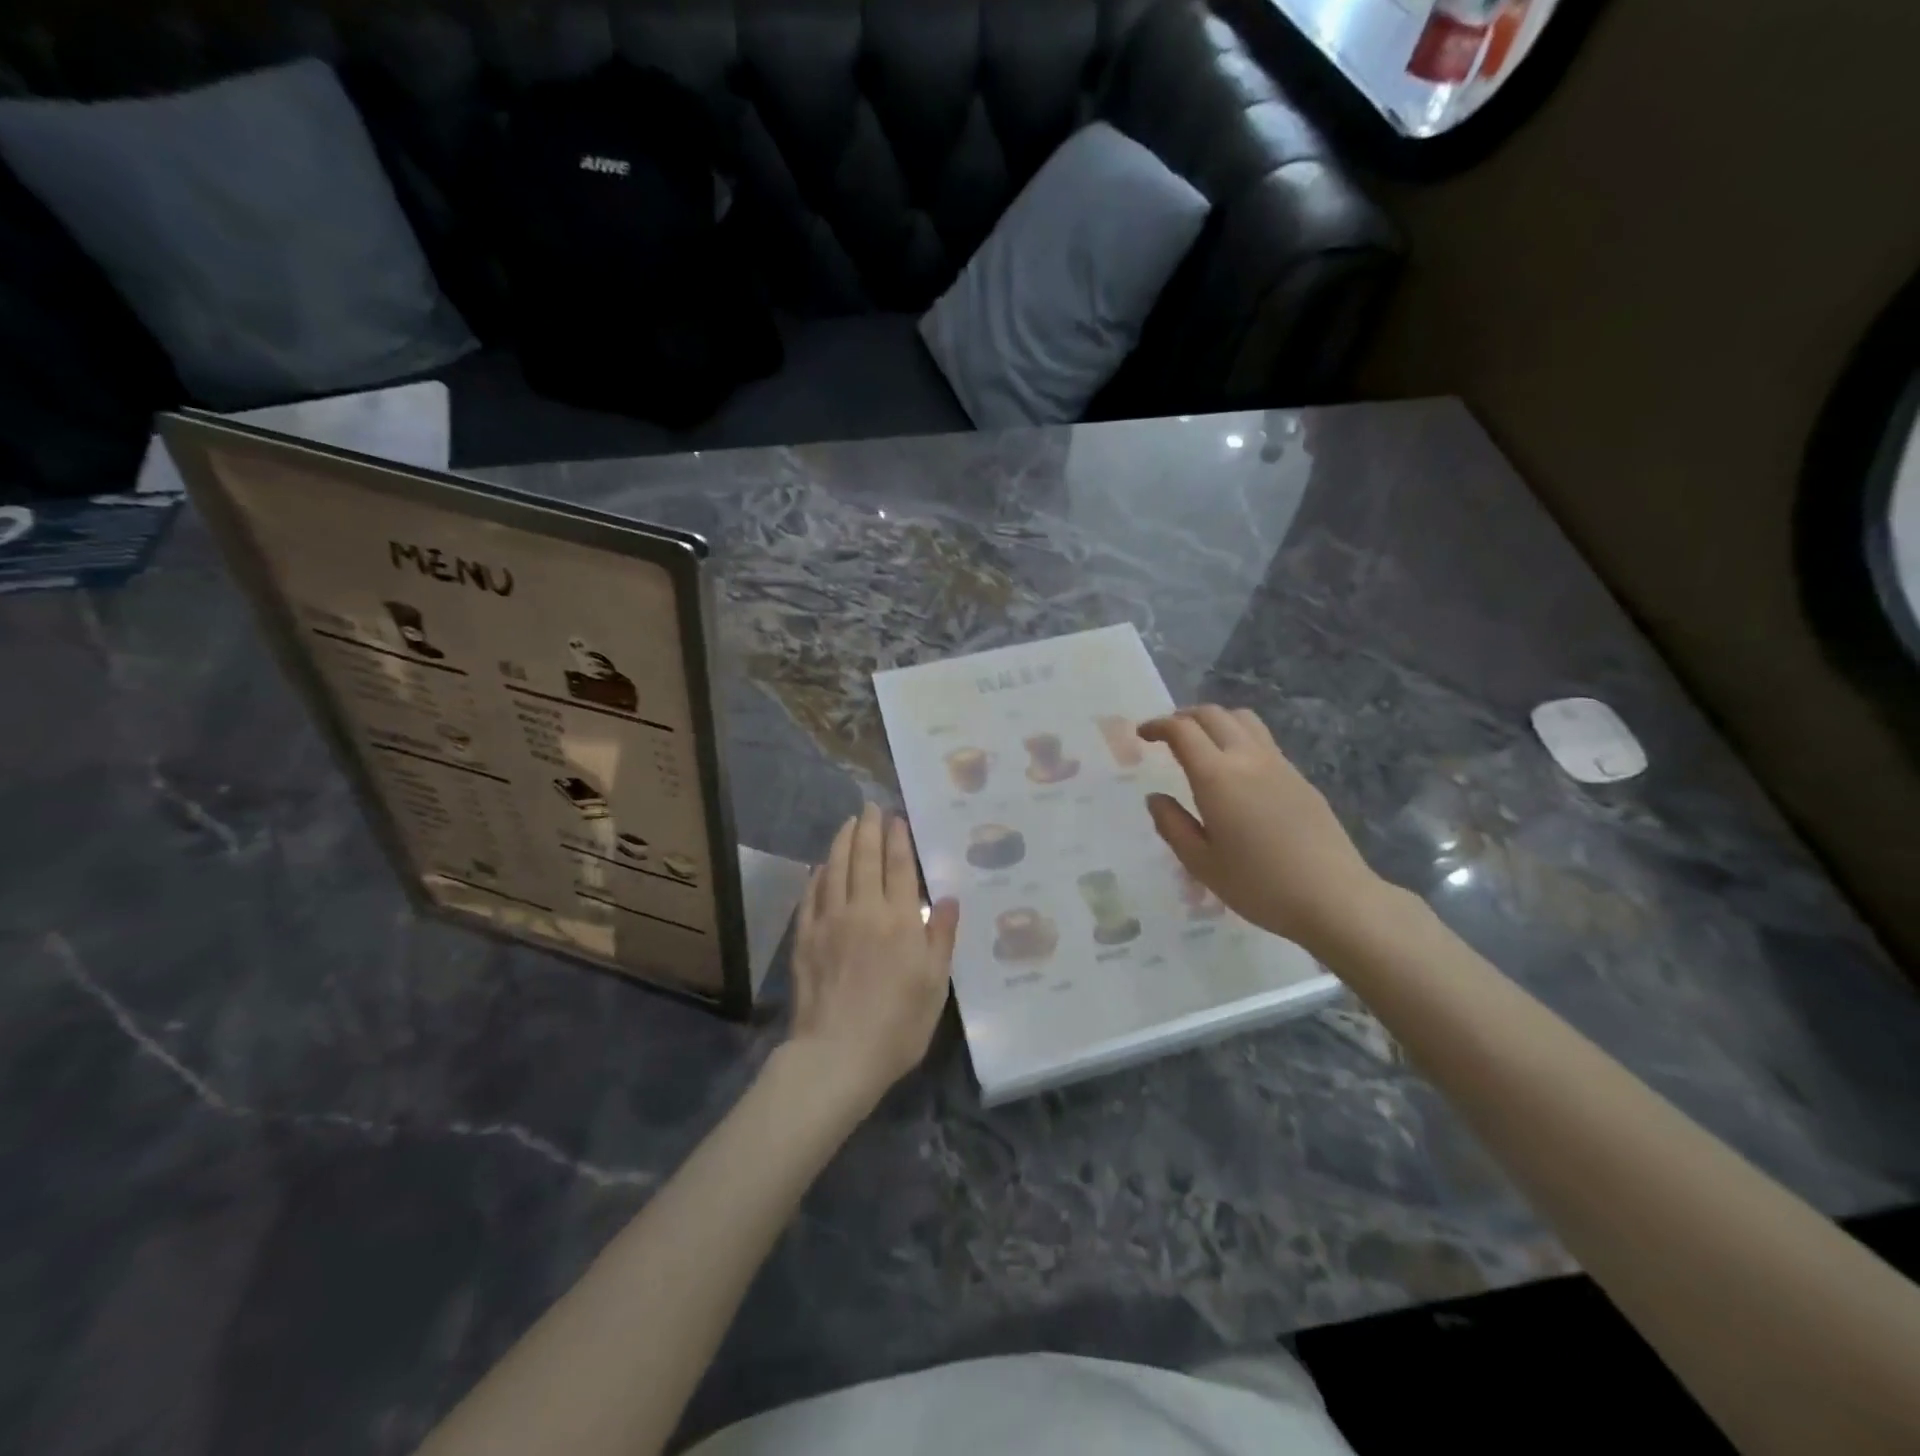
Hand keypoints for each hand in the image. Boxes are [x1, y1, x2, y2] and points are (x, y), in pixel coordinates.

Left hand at [786, 804, 959, 1106]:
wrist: (837, 1055)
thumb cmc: (897, 1025)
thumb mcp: (935, 985)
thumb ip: (940, 937)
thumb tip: (948, 898)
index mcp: (899, 920)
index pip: (898, 867)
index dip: (898, 839)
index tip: (896, 818)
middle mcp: (863, 910)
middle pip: (865, 859)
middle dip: (869, 829)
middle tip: (870, 807)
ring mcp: (829, 922)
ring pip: (836, 869)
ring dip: (842, 842)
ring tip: (848, 823)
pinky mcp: (805, 939)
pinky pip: (810, 895)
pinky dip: (817, 875)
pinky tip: (821, 866)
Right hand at [1140, 705, 1388, 951]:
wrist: (1334, 898)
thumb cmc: (1259, 886)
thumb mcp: (1201, 863)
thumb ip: (1172, 825)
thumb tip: (1156, 798)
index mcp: (1217, 777)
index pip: (1182, 730)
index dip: (1158, 725)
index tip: (1143, 734)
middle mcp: (1247, 758)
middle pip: (1212, 714)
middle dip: (1183, 716)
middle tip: (1166, 735)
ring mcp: (1279, 764)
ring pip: (1243, 719)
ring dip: (1215, 720)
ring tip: (1201, 742)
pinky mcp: (1300, 778)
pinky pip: (1263, 740)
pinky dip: (1239, 738)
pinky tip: (1235, 770)